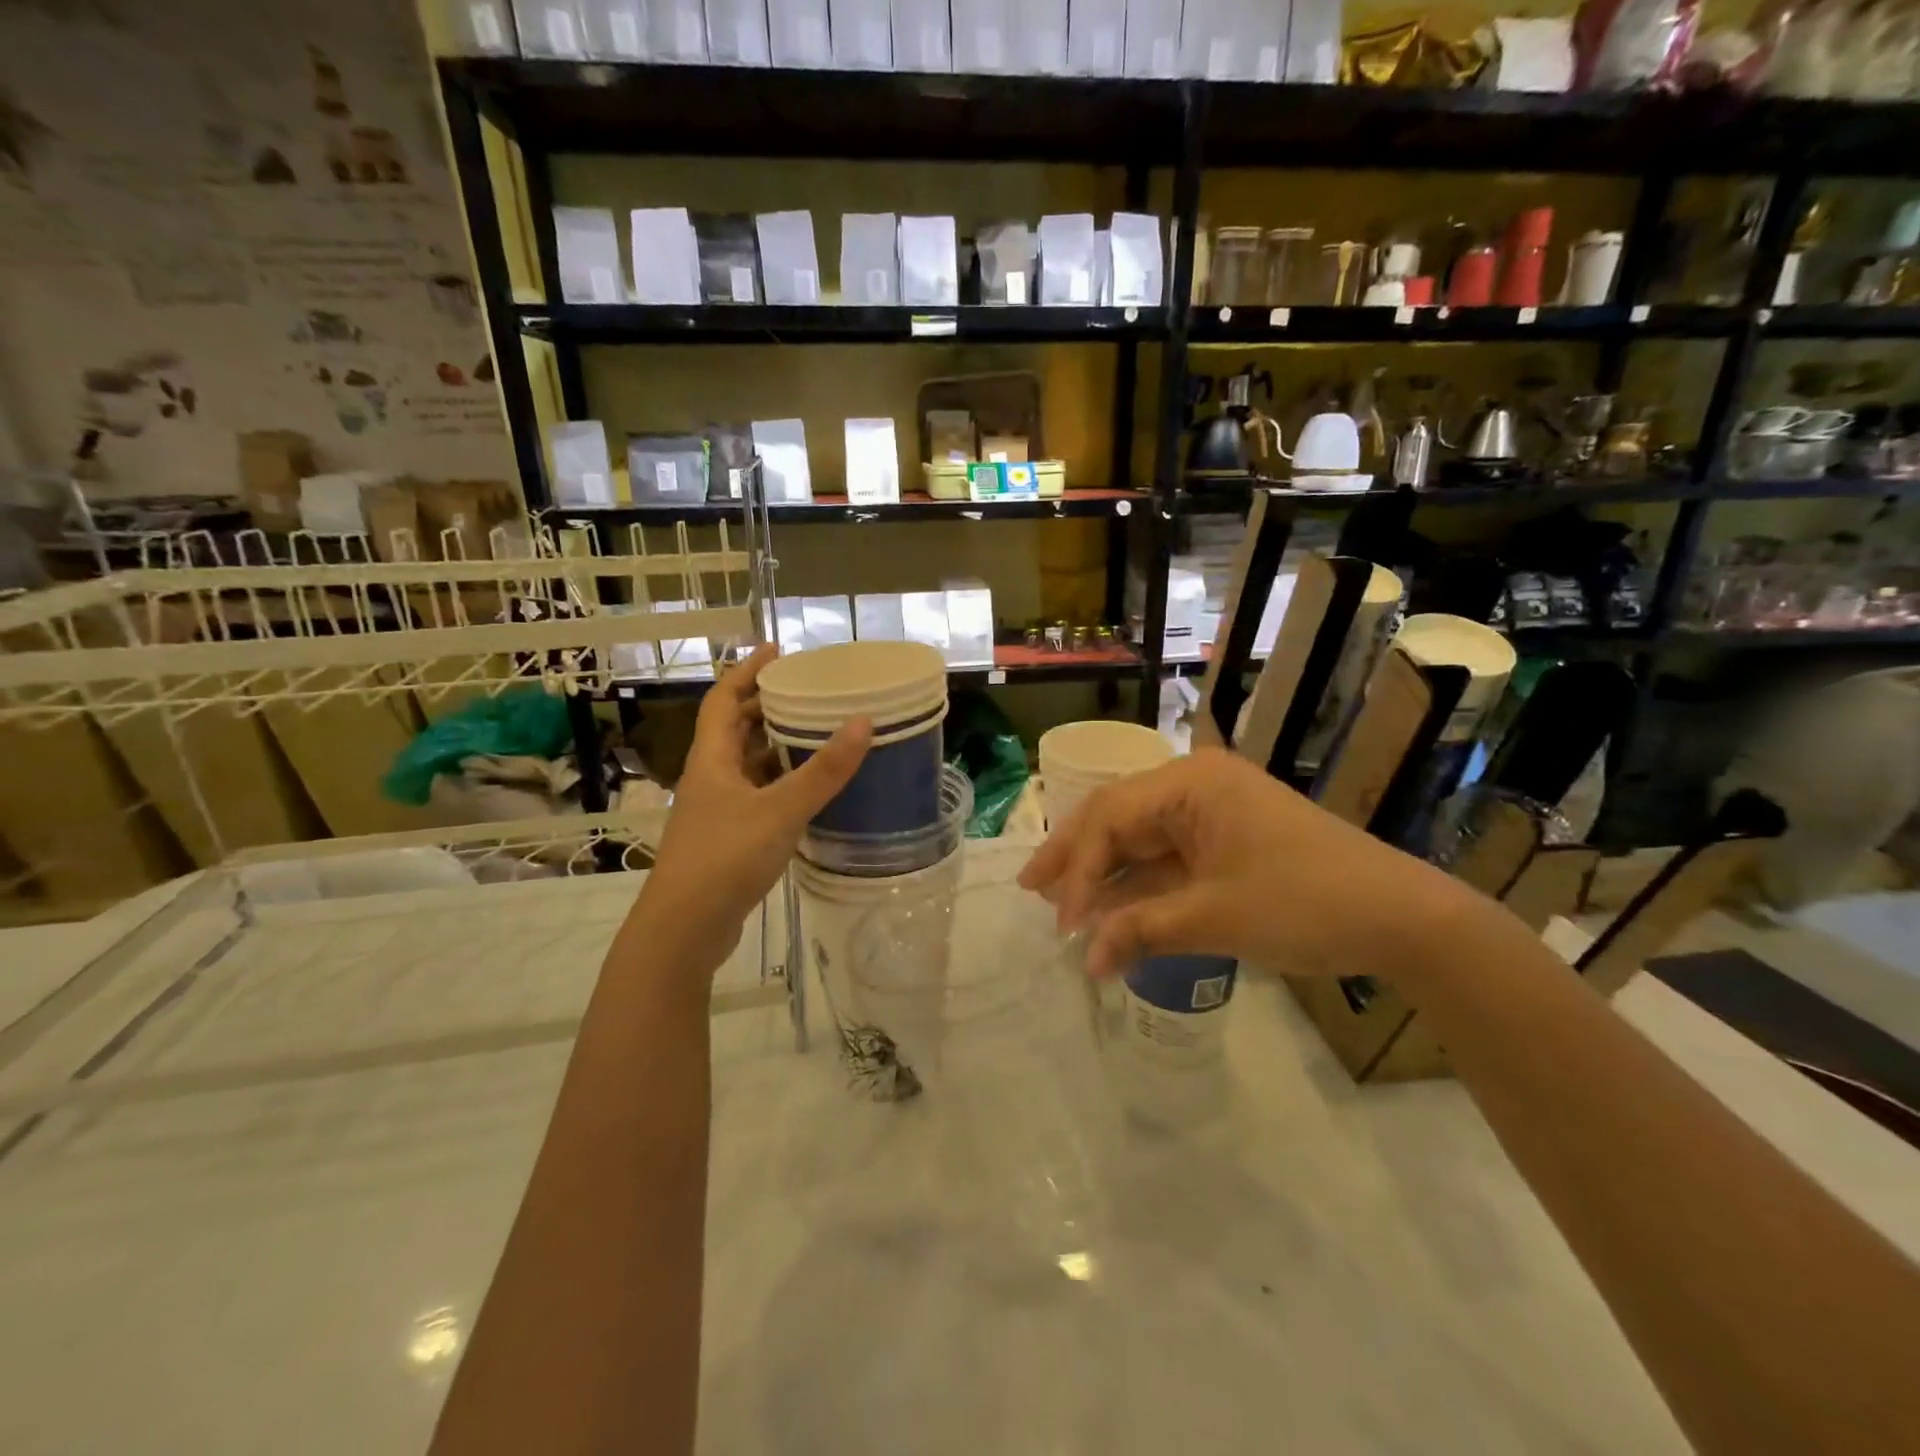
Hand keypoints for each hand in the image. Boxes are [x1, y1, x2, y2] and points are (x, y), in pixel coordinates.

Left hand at [635, 645, 870, 977]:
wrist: (685, 929)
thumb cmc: (726, 858)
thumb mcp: (781, 809)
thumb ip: (823, 771)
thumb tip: (863, 722)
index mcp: (712, 759)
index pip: (724, 699)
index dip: (747, 670)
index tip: (777, 650)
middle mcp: (711, 778)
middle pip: (735, 729)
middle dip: (766, 706)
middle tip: (807, 692)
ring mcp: (716, 811)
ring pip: (747, 765)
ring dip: (775, 747)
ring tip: (815, 734)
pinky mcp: (727, 839)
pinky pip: (757, 796)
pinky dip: (780, 784)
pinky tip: (808, 791)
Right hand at [1018, 747, 1457, 980]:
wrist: (1401, 918)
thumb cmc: (1304, 903)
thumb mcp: (1215, 918)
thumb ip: (1141, 931)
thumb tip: (1087, 962)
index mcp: (1190, 783)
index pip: (1111, 818)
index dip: (1079, 870)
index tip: (1062, 923)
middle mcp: (1195, 787)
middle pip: (1118, 819)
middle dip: (1078, 859)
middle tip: (1033, 890)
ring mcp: (1212, 813)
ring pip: (1141, 839)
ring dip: (1107, 876)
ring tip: (1063, 905)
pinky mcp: (1227, 842)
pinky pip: (1169, 859)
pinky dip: (1142, 887)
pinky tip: (1114, 912)